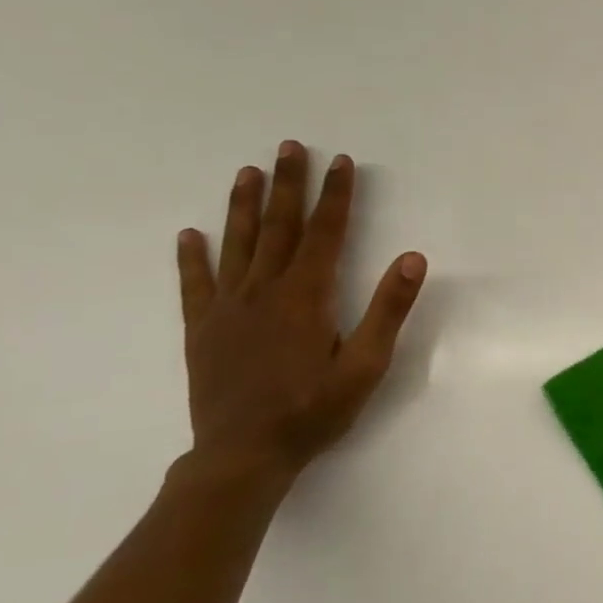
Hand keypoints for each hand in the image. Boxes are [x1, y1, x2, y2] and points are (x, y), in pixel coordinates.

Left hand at [172, 141, 426, 488]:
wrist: (243, 456)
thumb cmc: (312, 411)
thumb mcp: (366, 365)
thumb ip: (389, 309)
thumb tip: (414, 258)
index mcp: (307, 296)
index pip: (325, 232)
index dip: (336, 195)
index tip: (341, 161)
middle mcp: (264, 291)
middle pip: (280, 227)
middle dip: (289, 184)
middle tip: (290, 147)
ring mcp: (228, 308)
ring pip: (237, 245)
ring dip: (244, 206)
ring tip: (247, 172)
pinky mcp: (202, 330)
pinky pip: (195, 285)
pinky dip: (192, 258)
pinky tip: (189, 235)